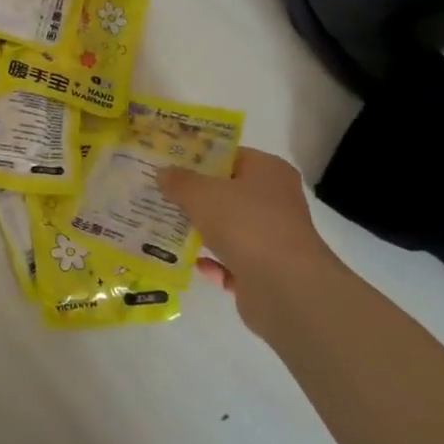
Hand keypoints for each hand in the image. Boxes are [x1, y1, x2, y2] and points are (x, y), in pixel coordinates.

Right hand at [158, 149, 332, 336]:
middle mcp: (275, 200)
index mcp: (268, 171)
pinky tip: (191, 261)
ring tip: (164, 226)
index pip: (230, 156)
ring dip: (201, 230)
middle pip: (227, 193)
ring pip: (228, 228)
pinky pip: (231, 260)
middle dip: (194, 196)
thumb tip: (163, 173)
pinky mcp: (266, 270)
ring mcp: (272, 237)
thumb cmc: (245, 224)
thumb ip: (179, 181)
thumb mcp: (201, 193)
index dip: (199, 158)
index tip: (169, 163)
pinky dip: (212, 261)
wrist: (284, 287)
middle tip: (159, 193)